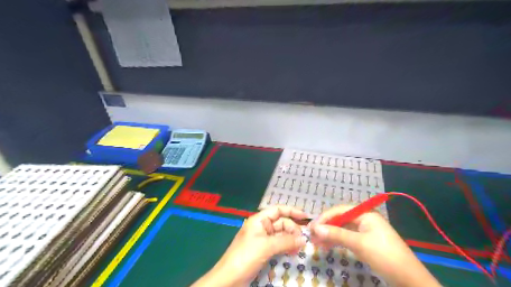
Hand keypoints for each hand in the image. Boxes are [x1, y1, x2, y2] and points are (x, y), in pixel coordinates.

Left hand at [189, 205, 304, 285]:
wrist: (229, 278)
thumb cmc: (245, 256)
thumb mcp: (266, 247)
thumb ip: (286, 241)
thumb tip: (303, 239)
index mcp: (259, 220)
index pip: (278, 210)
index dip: (292, 211)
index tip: (306, 217)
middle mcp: (262, 227)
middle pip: (281, 222)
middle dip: (293, 229)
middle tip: (303, 241)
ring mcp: (262, 239)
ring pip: (281, 234)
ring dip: (291, 239)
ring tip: (299, 248)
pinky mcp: (263, 250)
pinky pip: (278, 244)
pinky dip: (286, 247)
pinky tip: (292, 252)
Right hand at [309, 205, 441, 286]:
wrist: (409, 279)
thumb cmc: (385, 256)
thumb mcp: (359, 244)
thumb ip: (336, 234)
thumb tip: (315, 227)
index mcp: (364, 213)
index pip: (339, 211)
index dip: (324, 218)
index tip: (311, 228)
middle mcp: (363, 218)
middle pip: (339, 219)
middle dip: (325, 227)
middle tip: (312, 236)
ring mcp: (364, 230)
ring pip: (342, 228)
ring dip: (329, 235)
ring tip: (316, 243)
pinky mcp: (365, 240)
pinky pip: (347, 237)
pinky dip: (337, 241)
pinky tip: (327, 246)